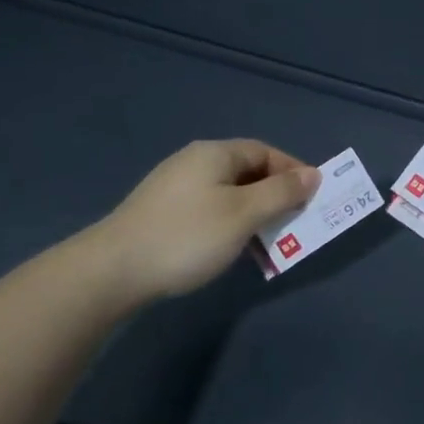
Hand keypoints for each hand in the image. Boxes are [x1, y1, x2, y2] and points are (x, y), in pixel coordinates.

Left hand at [80, 139, 318, 306]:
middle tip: (293, 224)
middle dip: (275, 197)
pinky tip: (230, 249)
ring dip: (253, 215)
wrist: (111, 271)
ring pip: (229, 194)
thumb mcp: (244, 214)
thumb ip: (281, 193)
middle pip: (248, 172)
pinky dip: (230, 225)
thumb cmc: (187, 236)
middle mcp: (195, 162)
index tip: (312, 199)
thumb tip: (312, 174)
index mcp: (215, 154)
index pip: (266, 152)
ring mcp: (174, 187)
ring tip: (266, 244)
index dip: (293, 172)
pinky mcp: (161, 212)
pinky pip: (209, 210)